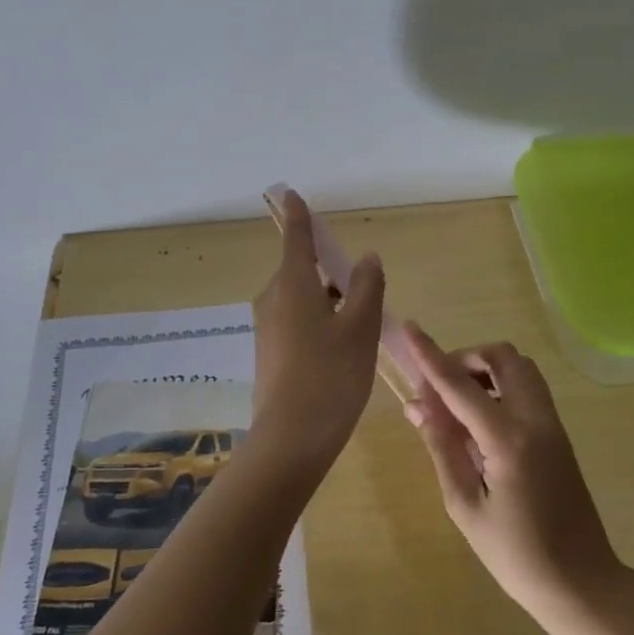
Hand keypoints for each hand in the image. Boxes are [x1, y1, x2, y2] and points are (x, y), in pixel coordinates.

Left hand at [249, 190, 385, 472]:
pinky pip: (295, 321)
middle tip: (363, 291)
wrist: (291, 439)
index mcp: (293, 285)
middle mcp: (273, 299)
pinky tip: (340, 349)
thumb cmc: (331, 376)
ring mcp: (267, 328)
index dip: (298, 216)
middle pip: (301, 270)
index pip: (296, 238)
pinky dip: (318, 321)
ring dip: (327, 300)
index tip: (292, 195)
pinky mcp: (269, 353)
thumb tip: (366, 258)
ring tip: (360, 326)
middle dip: (328, 271)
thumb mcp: (360, 329)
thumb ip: (365, 287)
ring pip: (300, 299)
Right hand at [401, 322, 621, 616]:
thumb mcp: (465, 505)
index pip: (461, 385)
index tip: (410, 328)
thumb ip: (443, 448)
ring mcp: (553, 424)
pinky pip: (529, 389)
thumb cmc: (516, 554)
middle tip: (438, 388)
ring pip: (520, 368)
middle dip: (465, 358)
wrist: (581, 582)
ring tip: (457, 403)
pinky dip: (502, 385)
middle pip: (502, 357)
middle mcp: (536, 420)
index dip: (431, 356)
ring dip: (486, 369)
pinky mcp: (559, 434)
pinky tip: (481, 420)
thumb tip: (418, 406)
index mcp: (509, 439)